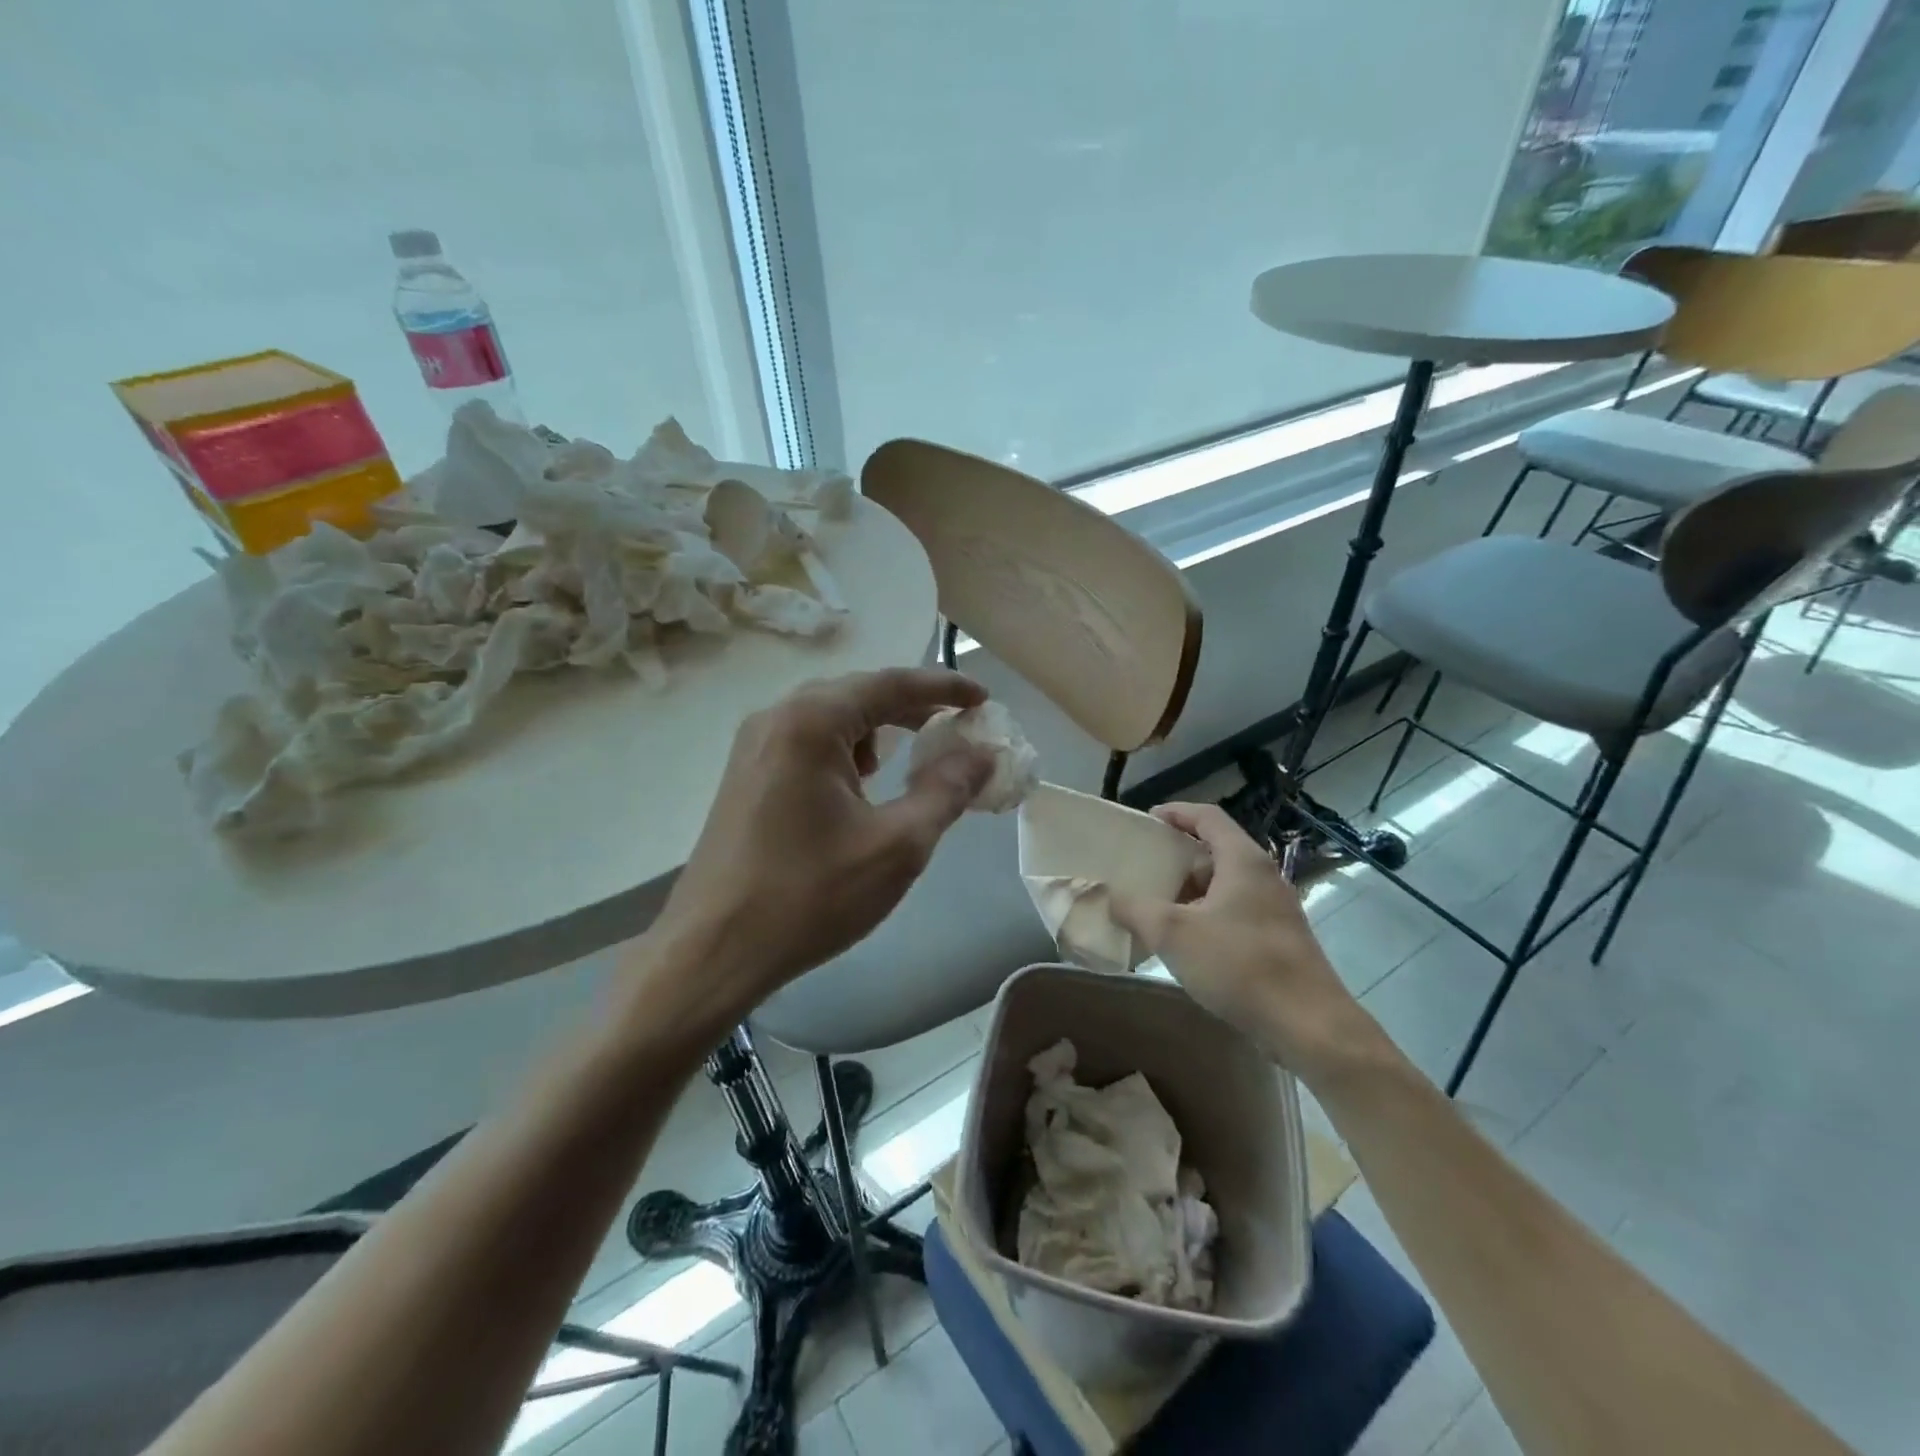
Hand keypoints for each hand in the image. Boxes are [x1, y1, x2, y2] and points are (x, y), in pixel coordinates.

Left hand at [647, 668, 993, 1021]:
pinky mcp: (746, 775)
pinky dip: (847, 750)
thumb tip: (982, 754)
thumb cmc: (809, 896)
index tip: (984, 699)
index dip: (944, 687)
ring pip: (832, 718)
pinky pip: (808, 743)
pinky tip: (865, 783)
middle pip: (858, 694)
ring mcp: (754, 746)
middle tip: (958, 725)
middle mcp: (777, 718)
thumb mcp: (897, 845)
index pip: (891, 684)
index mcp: (811, 722)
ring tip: (918, 752)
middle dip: (912, 706)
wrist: (712, 950)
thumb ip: (947, 791)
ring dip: (879, 729)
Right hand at [1110, 803, 1373, 1075]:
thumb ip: (1135, 909)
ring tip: (1156, 908)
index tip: (1146, 821)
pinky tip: (1186, 944)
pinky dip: (1206, 916)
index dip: (1175, 813)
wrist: (1309, 1026)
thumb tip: (1110, 896)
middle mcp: (1264, 876)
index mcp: (1243, 861)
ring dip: (1190, 892)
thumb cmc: (1240, 966)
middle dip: (1177, 859)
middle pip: (1215, 851)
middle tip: (1143, 870)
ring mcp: (1275, 909)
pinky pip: (1235, 913)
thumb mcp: (1173, 933)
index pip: (1208, 817)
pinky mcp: (1279, 940)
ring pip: (1225, 886)